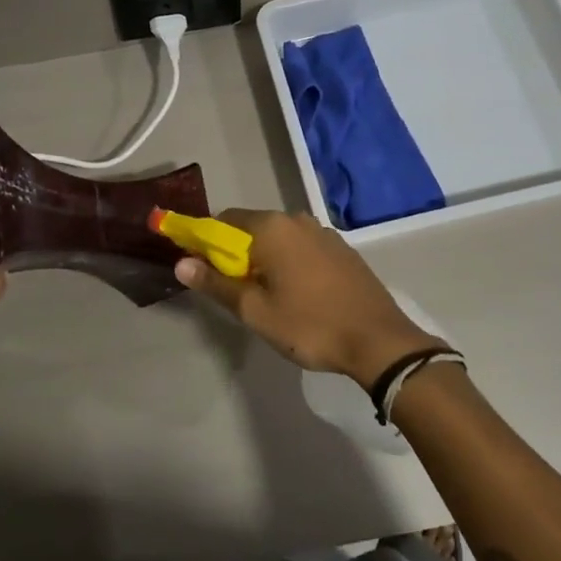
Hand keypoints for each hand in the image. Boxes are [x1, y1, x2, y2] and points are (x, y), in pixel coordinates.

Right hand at [174, 209, 446, 384]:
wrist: (379, 341)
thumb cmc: (310, 325)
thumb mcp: (255, 311)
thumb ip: (216, 284)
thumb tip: (181, 263)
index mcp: (272, 227)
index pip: (224, 220)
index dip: (207, 242)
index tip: (203, 270)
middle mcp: (296, 219)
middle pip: (252, 227)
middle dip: (237, 254)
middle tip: (237, 292)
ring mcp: (323, 232)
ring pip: (279, 239)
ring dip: (265, 259)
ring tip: (269, 298)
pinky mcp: (342, 249)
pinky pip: (302, 247)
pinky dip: (290, 262)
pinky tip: (299, 294)